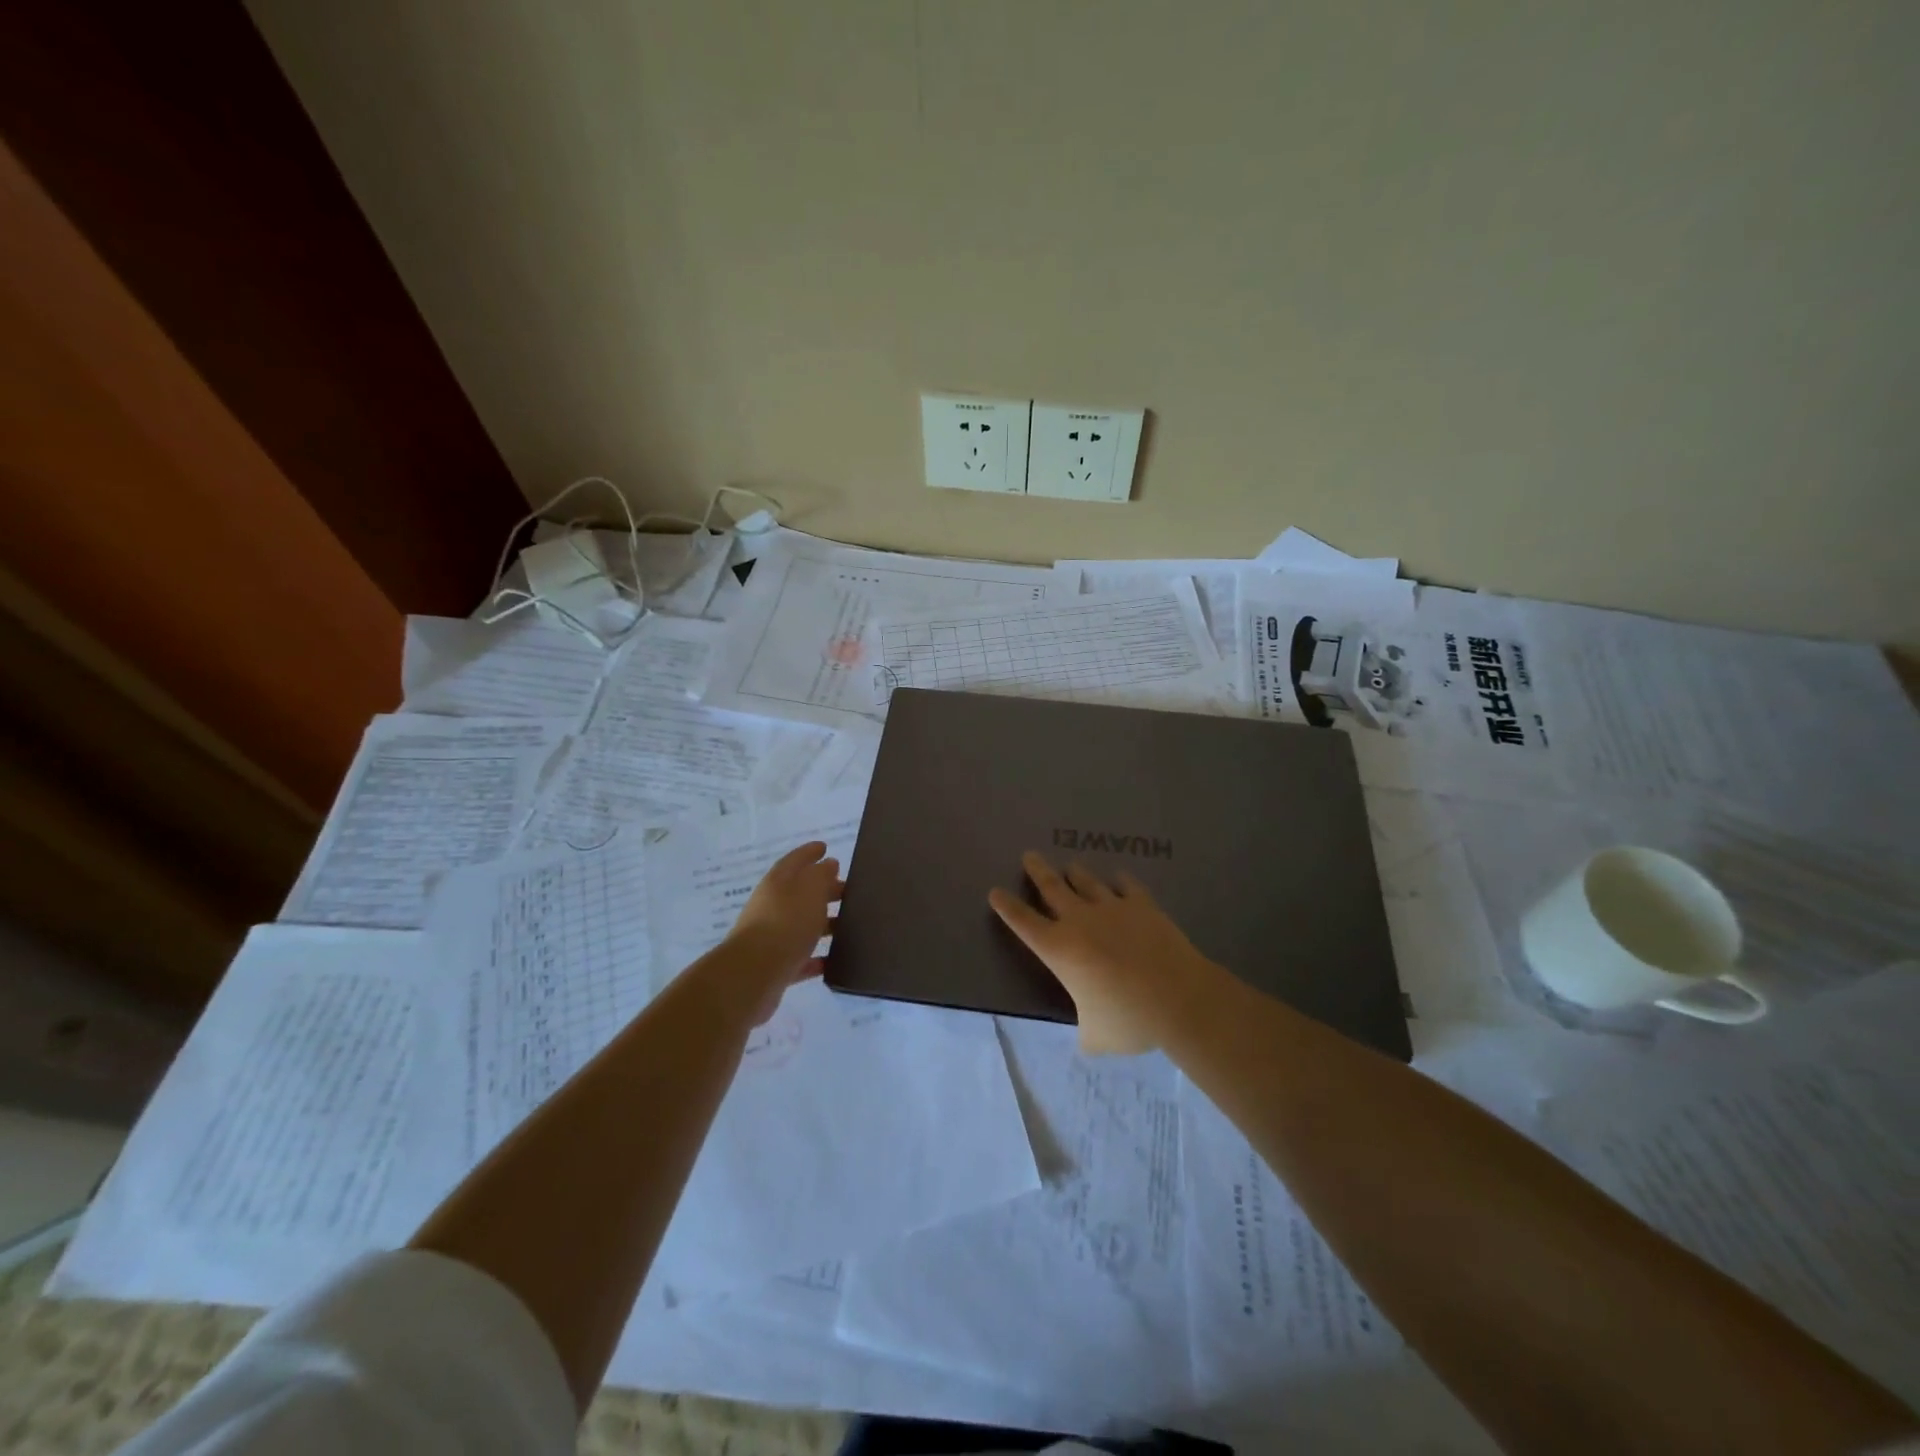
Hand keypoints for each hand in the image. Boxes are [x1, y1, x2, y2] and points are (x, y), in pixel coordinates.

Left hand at [723, 840, 842, 1021]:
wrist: (753, 973)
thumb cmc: (786, 922)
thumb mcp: (810, 889)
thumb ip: (822, 875)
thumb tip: (828, 865)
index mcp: (778, 882)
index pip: (795, 860)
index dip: (810, 852)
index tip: (825, 847)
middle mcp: (772, 906)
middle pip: (800, 893)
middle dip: (824, 889)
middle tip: (849, 890)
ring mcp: (772, 937)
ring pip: (802, 925)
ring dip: (823, 923)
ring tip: (849, 925)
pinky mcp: (775, 966)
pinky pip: (801, 957)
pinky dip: (817, 957)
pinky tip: (835, 960)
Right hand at [988, 851, 1216, 1054]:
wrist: (1178, 997)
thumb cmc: (1129, 1020)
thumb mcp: (1096, 1036)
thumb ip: (1085, 1031)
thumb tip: (1088, 1039)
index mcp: (1059, 950)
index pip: (1023, 923)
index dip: (1007, 907)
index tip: (995, 892)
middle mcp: (1079, 921)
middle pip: (1052, 888)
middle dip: (1038, 871)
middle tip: (1029, 855)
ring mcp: (1112, 908)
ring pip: (1087, 882)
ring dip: (1076, 873)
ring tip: (1071, 866)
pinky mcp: (1142, 905)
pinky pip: (1127, 886)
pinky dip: (1120, 881)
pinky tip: (1119, 877)